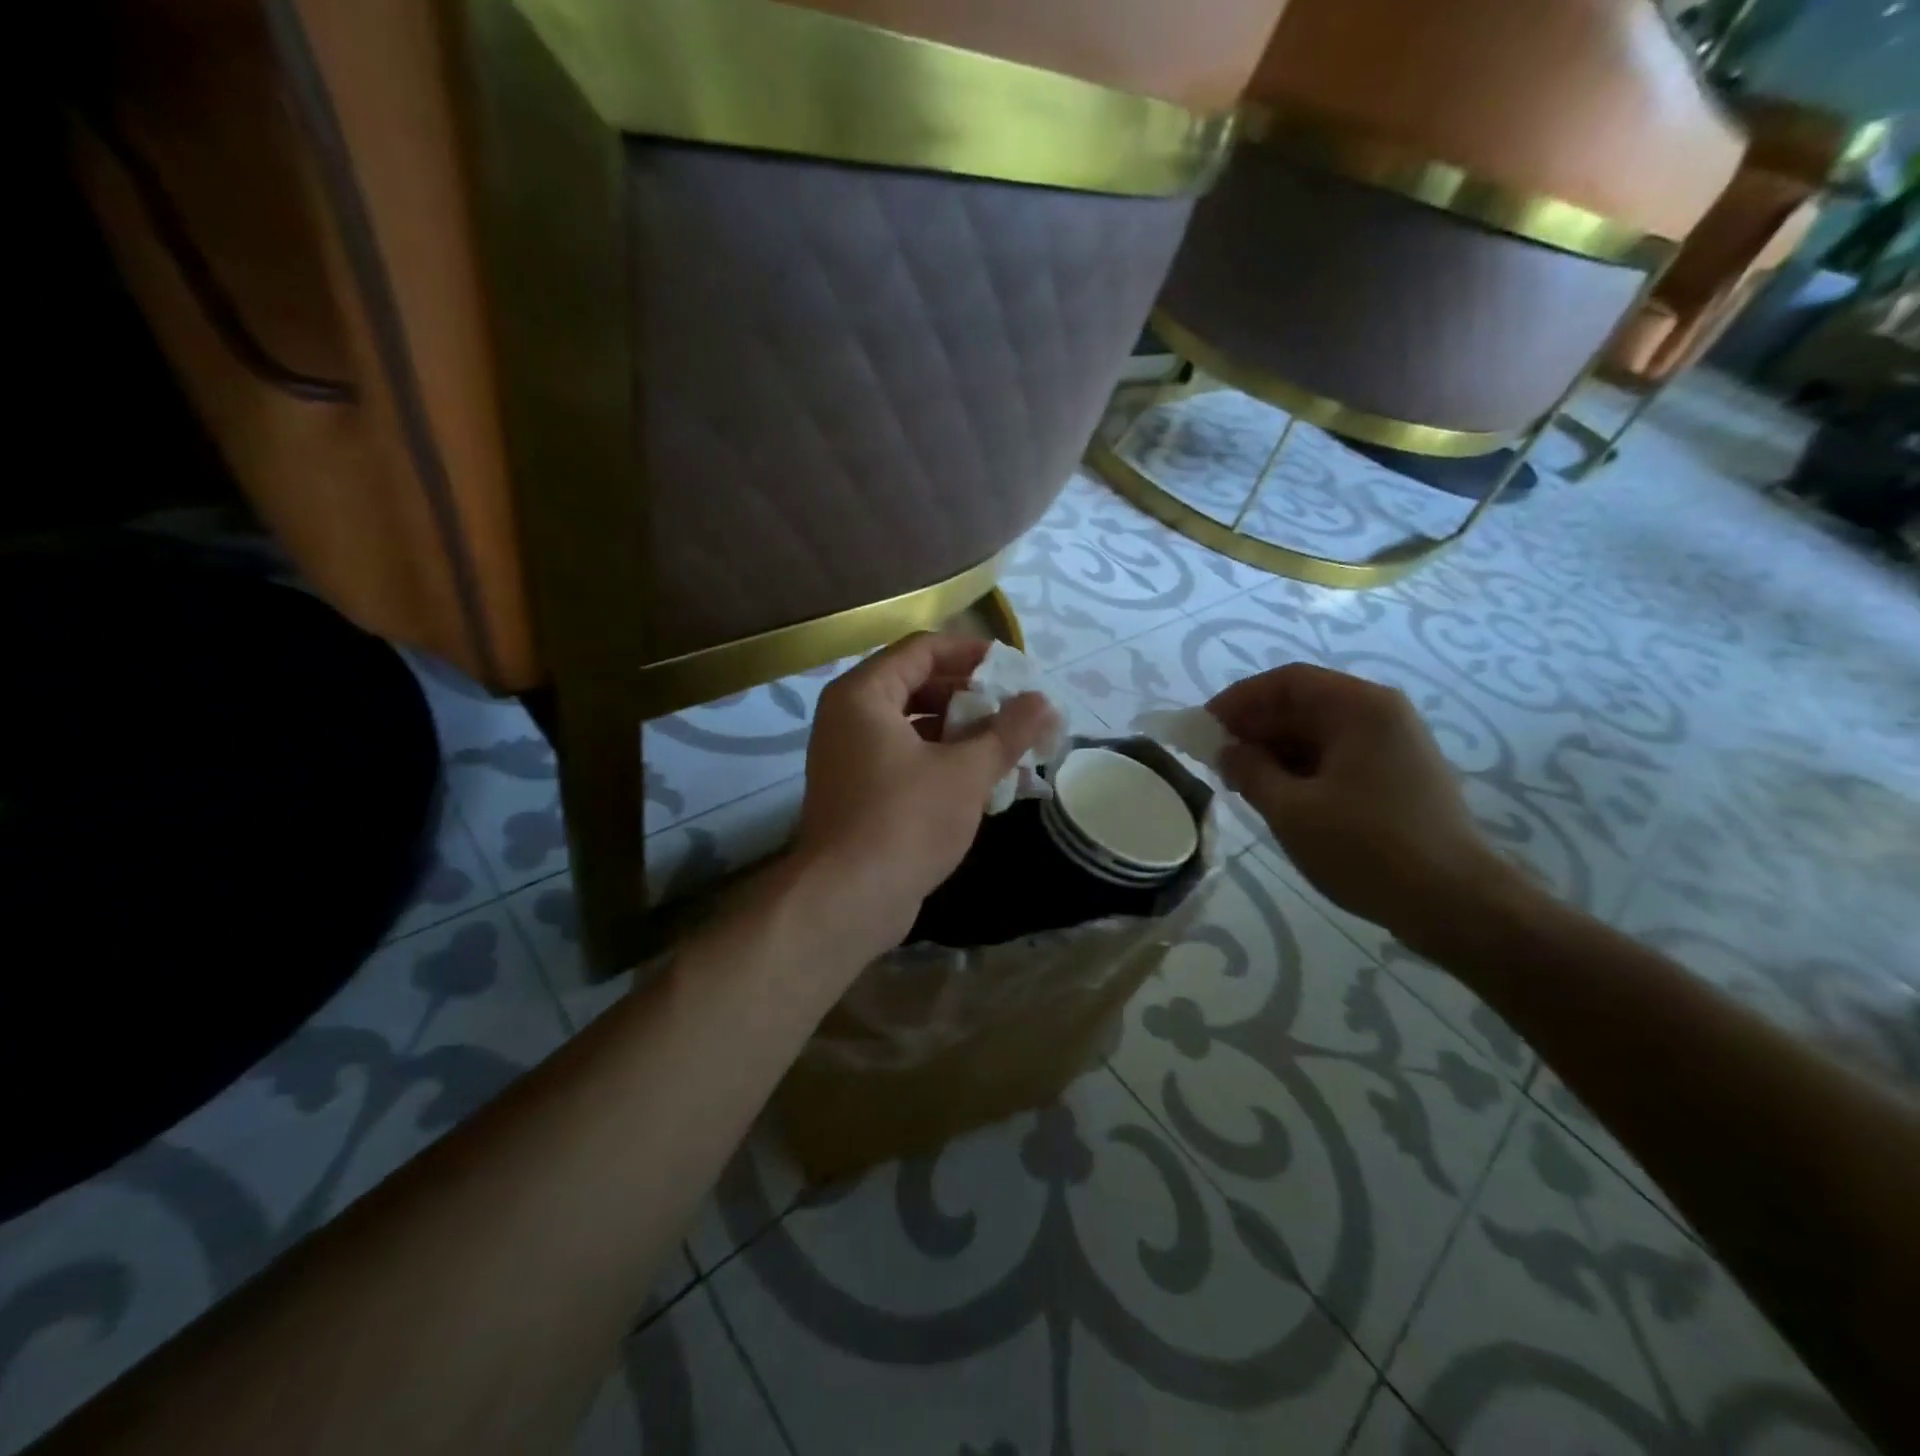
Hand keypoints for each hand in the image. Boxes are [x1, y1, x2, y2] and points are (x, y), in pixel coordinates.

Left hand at [792, 633, 1058, 962]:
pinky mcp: (860, 794)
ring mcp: (851, 758)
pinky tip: (988, 784)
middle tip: (1017, 712)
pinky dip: (945, 764)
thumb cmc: (905, 820)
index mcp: (864, 695)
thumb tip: (1044, 702)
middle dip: (972, 699)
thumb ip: (1007, 732)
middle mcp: (849, 718)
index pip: (922, 650)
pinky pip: (908, 761)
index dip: (971, 653)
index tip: (1014, 668)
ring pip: (916, 729)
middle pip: (918, 687)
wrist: (848, 900)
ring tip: (1013, 749)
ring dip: (964, 736)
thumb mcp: (966, 772)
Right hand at [1208, 663, 1527, 945]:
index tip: (1204, 727)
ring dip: (1277, 749)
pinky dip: (1303, 767)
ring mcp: (1396, 745)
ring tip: (1241, 781)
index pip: (1287, 682)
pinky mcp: (1400, 775)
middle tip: (1216, 758)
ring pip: (1321, 732)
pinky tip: (1279, 795)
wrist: (1457, 903)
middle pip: (1305, 703)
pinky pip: (1340, 756)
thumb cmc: (1367, 849)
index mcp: (1360, 708)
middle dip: (1256, 727)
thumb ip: (1250, 772)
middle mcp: (1382, 714)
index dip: (1239, 699)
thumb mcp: (1292, 811)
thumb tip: (1227, 751)